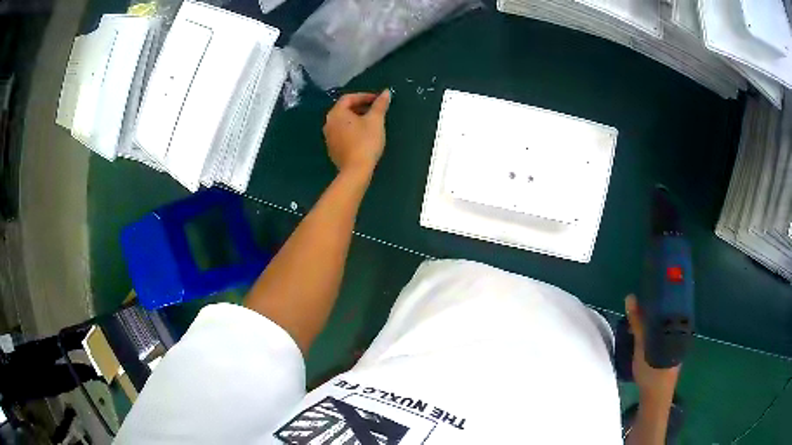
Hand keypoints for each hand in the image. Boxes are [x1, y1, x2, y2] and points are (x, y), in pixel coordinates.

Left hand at [323, 90, 390, 176]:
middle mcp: (328, 123)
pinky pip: (342, 134)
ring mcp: (328, 137)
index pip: (349, 98)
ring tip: (371, 122)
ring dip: (356, 119)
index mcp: (336, 113)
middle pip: (344, 109)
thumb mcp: (376, 120)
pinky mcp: (332, 149)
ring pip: (343, 122)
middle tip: (375, 110)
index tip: (378, 100)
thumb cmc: (366, 141)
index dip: (364, 96)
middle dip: (360, 107)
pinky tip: (363, 136)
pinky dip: (352, 130)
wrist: (356, 170)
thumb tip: (386, 92)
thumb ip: (380, 105)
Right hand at [625, 294, 679, 403]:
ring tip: (640, 314)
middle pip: (669, 310)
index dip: (663, 290)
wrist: (655, 397)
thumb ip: (638, 323)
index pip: (674, 300)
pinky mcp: (671, 348)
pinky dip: (655, 327)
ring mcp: (677, 340)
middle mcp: (680, 330)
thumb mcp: (643, 347)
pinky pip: (664, 330)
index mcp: (679, 326)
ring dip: (654, 316)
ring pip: (666, 321)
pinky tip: (645, 330)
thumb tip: (631, 297)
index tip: (652, 282)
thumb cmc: (652, 372)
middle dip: (656, 304)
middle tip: (642, 299)